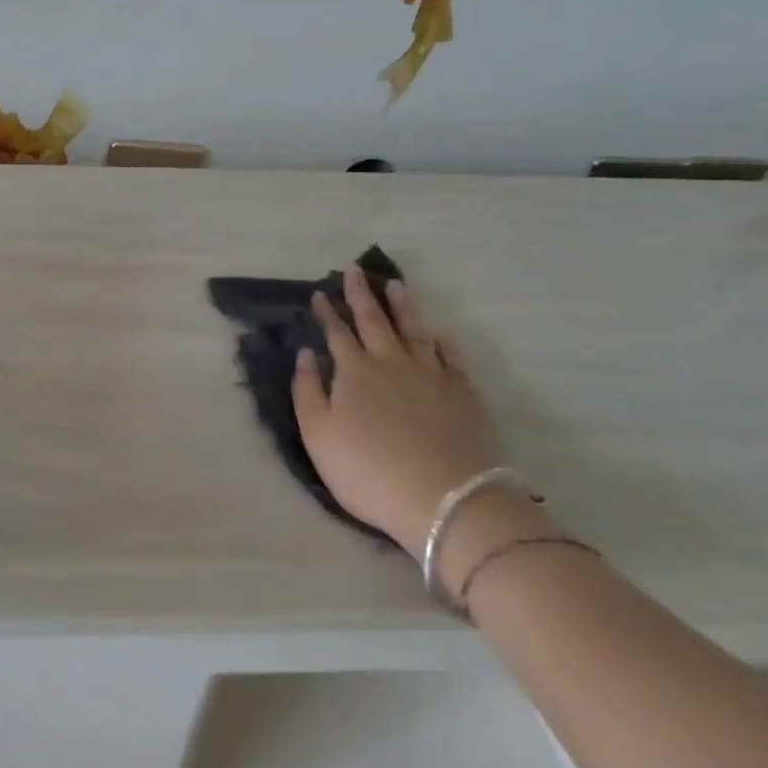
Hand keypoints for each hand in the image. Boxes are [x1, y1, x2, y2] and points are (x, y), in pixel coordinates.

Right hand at [291, 270, 502, 551]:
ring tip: (395, 284)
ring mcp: (431, 374)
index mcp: (355, 371)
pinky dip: (440, 340)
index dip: (328, 313)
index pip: (337, 333)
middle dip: (361, 294)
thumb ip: (307, 390)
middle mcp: (392, 362)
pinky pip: (449, 356)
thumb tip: (305, 353)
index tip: (320, 292)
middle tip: (354, 271)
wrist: (442, 497)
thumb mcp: (318, 434)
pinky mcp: (462, 392)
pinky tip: (437, 333)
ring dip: (402, 306)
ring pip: (413, 329)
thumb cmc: (367, 469)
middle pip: (374, 320)